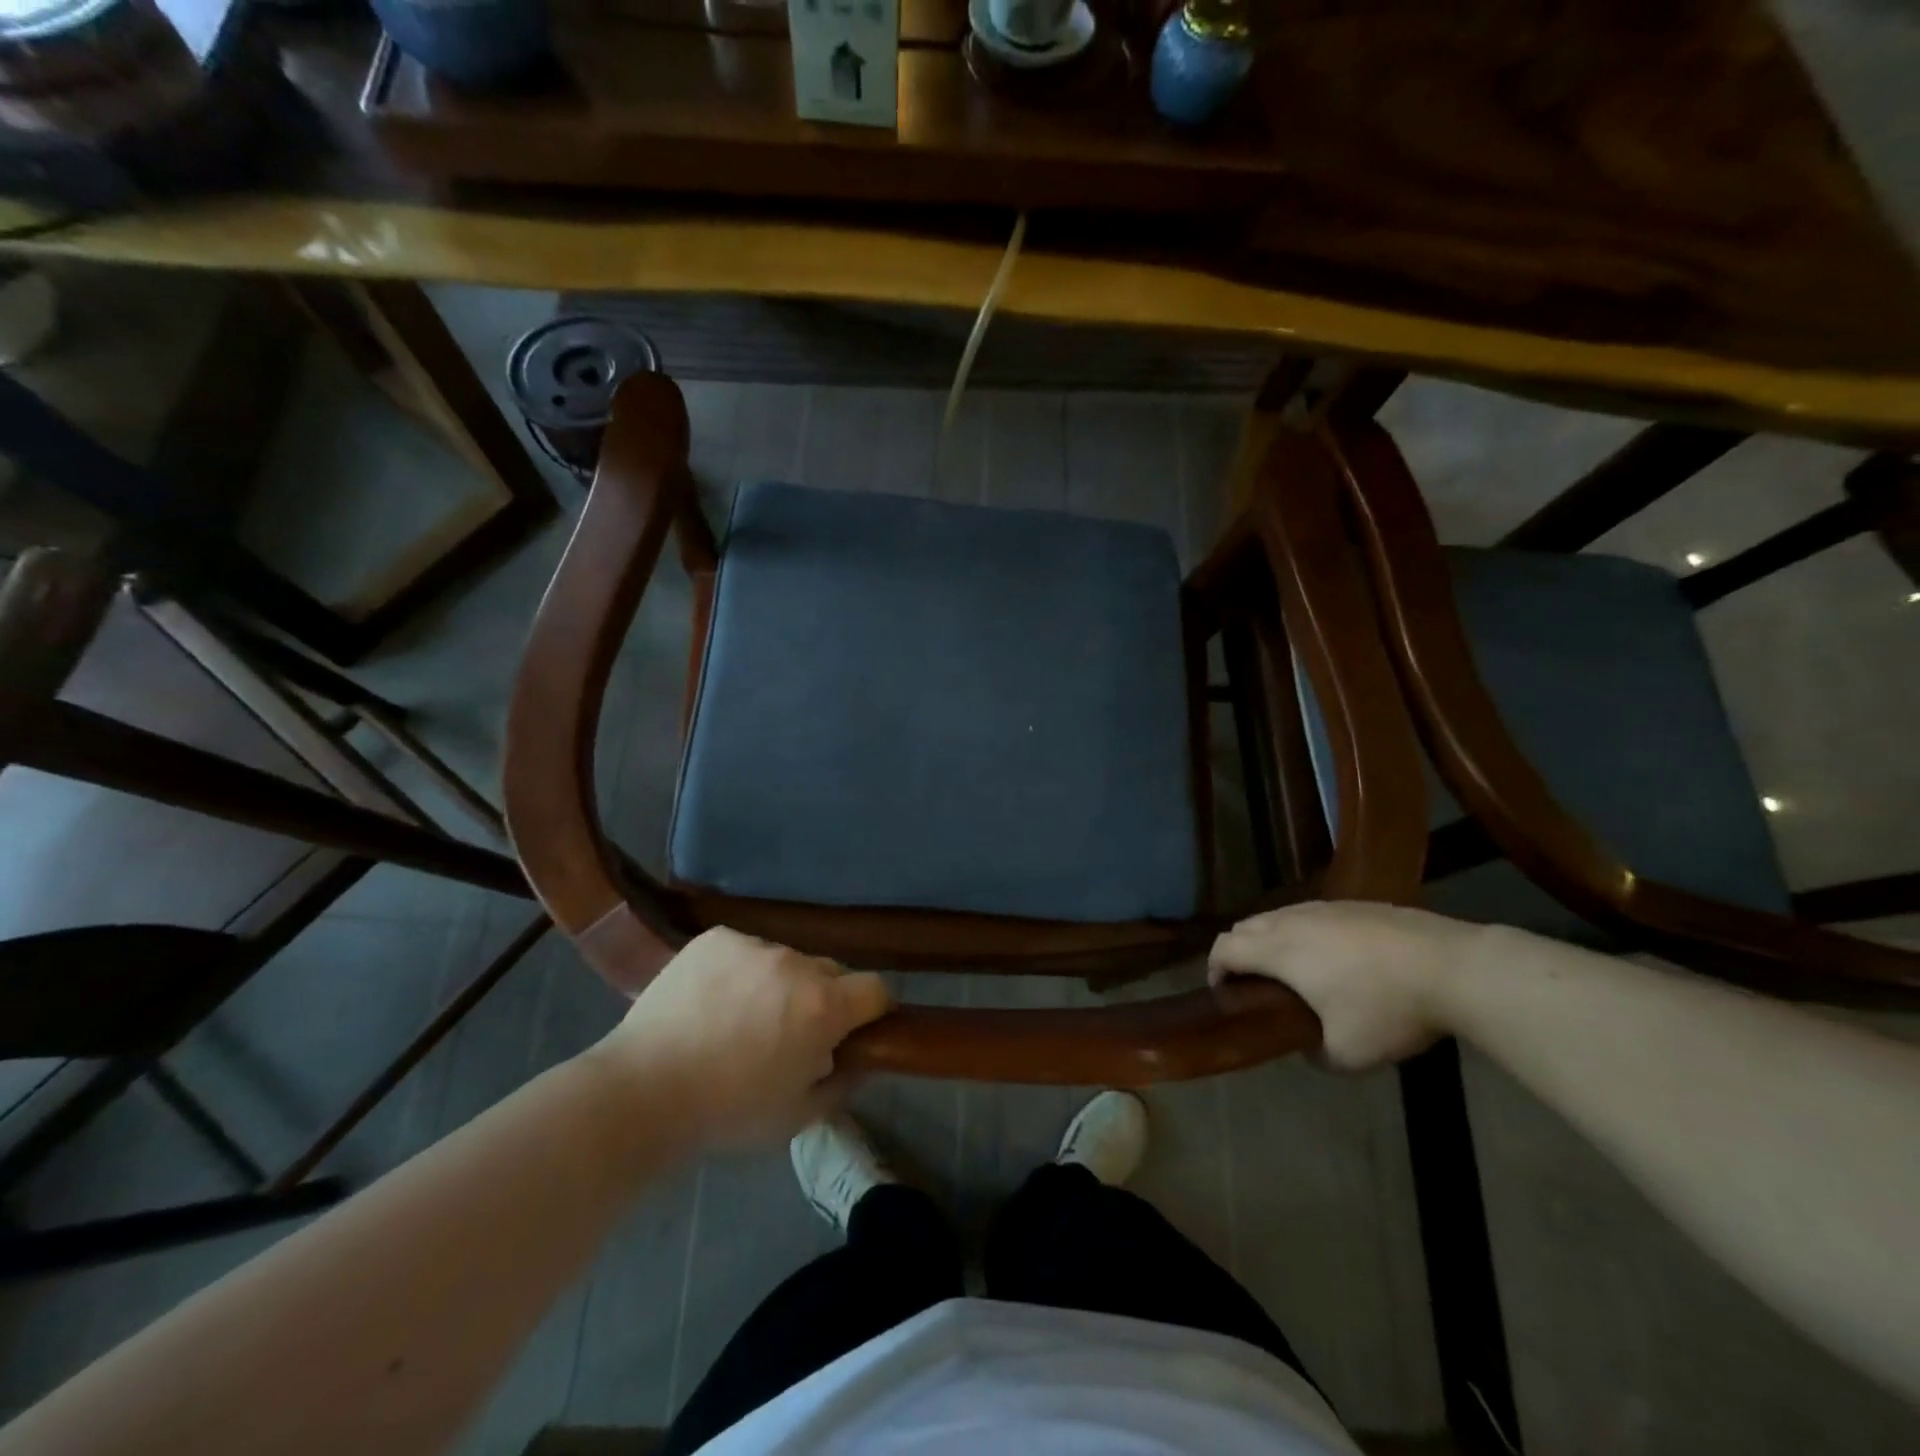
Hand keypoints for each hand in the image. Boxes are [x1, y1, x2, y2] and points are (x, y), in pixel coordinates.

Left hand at [593, 927, 891, 1148]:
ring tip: (740, 1019)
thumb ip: (841, 1083)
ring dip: (779, 984)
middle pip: (830, 972)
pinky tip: (711, 1001)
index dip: (872, 1011)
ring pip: (785, 961)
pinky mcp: (716, 938)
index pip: (876, 989)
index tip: (856, 1031)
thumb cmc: (726, 1111)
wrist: (641, 1091)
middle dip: (823, 999)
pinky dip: (740, 971)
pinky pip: (745, 950)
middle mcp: (796, 964)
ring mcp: (754, 945)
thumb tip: (857, 1059)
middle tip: (790, 1033)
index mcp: (824, 1007)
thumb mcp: (797, 1116)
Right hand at [1208, 902, 1484, 1069]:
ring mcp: (1324, 909)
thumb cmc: (1387, 1008)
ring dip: (1271, 941)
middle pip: (1245, 926)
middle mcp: (1292, 921)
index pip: (1224, 948)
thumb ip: (1315, 1054)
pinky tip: (1334, 960)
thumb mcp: (1348, 1054)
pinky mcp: (1354, 905)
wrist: (1451, 967)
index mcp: (1279, 951)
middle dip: (1239, 953)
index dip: (1215, 969)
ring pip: (1277, 916)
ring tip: (1294, 973)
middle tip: (1256, 985)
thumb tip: (1308, 1046)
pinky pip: (1310, 915)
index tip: (1225, 993)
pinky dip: (1303, 934)